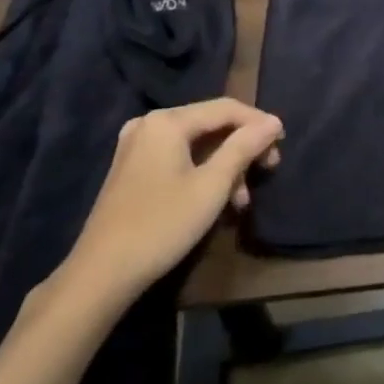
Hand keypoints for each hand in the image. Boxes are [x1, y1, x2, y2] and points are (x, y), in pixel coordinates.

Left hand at [57, 98, 282, 306]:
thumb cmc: (162, 225)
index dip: (259, 122)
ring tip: (243, 198)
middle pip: (211, 124)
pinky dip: (203, 172)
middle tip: (269, 168)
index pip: (226, 108)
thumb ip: (244, 147)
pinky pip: (179, 157)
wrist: (100, 275)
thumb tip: (273, 121)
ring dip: (225, 165)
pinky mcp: (132, 169)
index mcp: (167, 121)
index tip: (283, 143)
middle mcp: (150, 124)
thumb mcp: (212, 185)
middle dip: (243, 146)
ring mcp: (137, 147)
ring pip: (197, 144)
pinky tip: (218, 199)